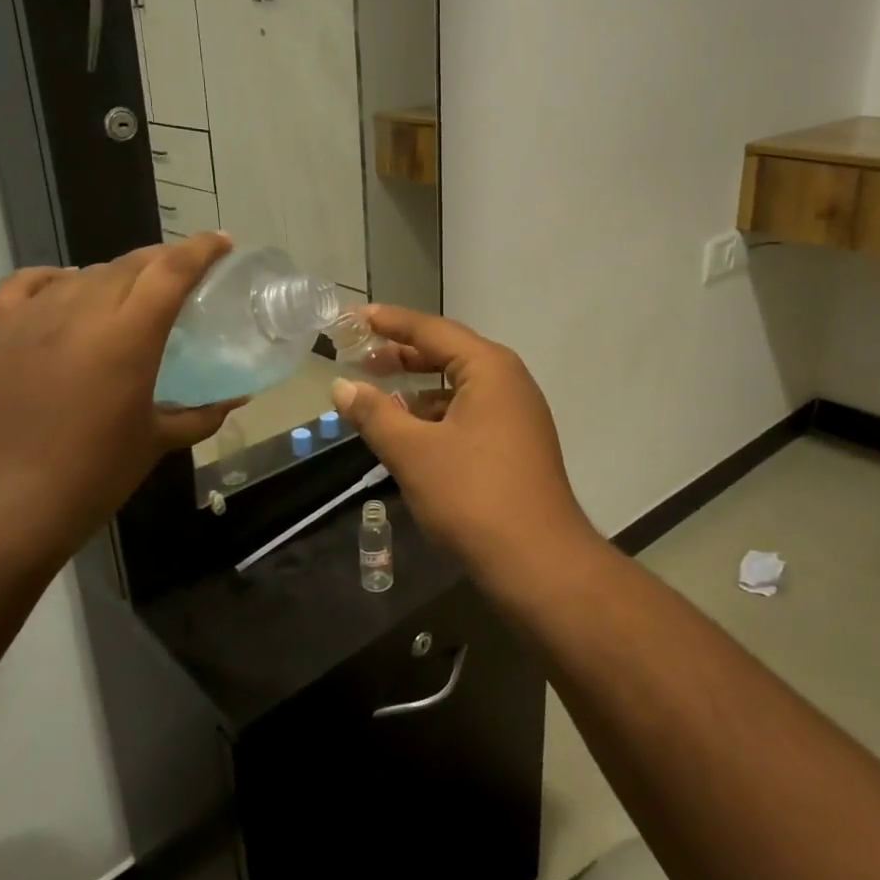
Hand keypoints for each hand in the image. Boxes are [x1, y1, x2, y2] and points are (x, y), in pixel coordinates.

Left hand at [0, 233, 240, 563]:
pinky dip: (56, 280)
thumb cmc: (90, 479)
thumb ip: (201, 414)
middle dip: (163, 262)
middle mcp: (81, 311)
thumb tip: (236, 397)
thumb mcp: (155, 444)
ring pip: (85, 273)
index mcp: (128, 336)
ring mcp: (30, 316)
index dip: (202, 249)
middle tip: (182, 277)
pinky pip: (29, 283)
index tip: (222, 243)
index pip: (172, 270)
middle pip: (131, 264)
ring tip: (127, 298)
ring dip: (115, 277)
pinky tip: (66, 292)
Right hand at [329, 306, 592, 564]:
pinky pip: (470, 413)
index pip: (432, 330)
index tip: (354, 317)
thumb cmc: (472, 496)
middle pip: (448, 353)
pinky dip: (437, 415)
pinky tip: (411, 434)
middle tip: (360, 357)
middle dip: (403, 354)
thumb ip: (374, 414)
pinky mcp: (516, 444)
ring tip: (378, 398)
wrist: (538, 562)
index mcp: (489, 368)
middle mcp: (509, 381)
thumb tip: (341, 386)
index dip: (390, 322)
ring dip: (418, 389)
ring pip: (459, 386)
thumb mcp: (413, 452)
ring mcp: (517, 414)